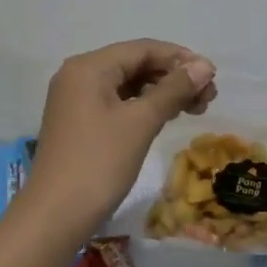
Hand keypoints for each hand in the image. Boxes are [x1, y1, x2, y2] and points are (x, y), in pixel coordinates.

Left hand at [24, 39, 215, 235]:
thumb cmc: (99, 163)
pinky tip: (167, 117)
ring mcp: (76, 99)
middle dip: (173, 77)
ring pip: (128, 84)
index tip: (212, 76)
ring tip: (196, 108)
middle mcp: (79, 75)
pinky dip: (144, 106)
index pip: (143, 49)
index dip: (180, 58)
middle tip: (208, 97)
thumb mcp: (141, 122)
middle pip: (135, 64)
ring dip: (162, 92)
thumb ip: (173, 90)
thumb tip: (204, 66)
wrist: (54, 216)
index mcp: (89, 66)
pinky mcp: (79, 121)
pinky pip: (118, 102)